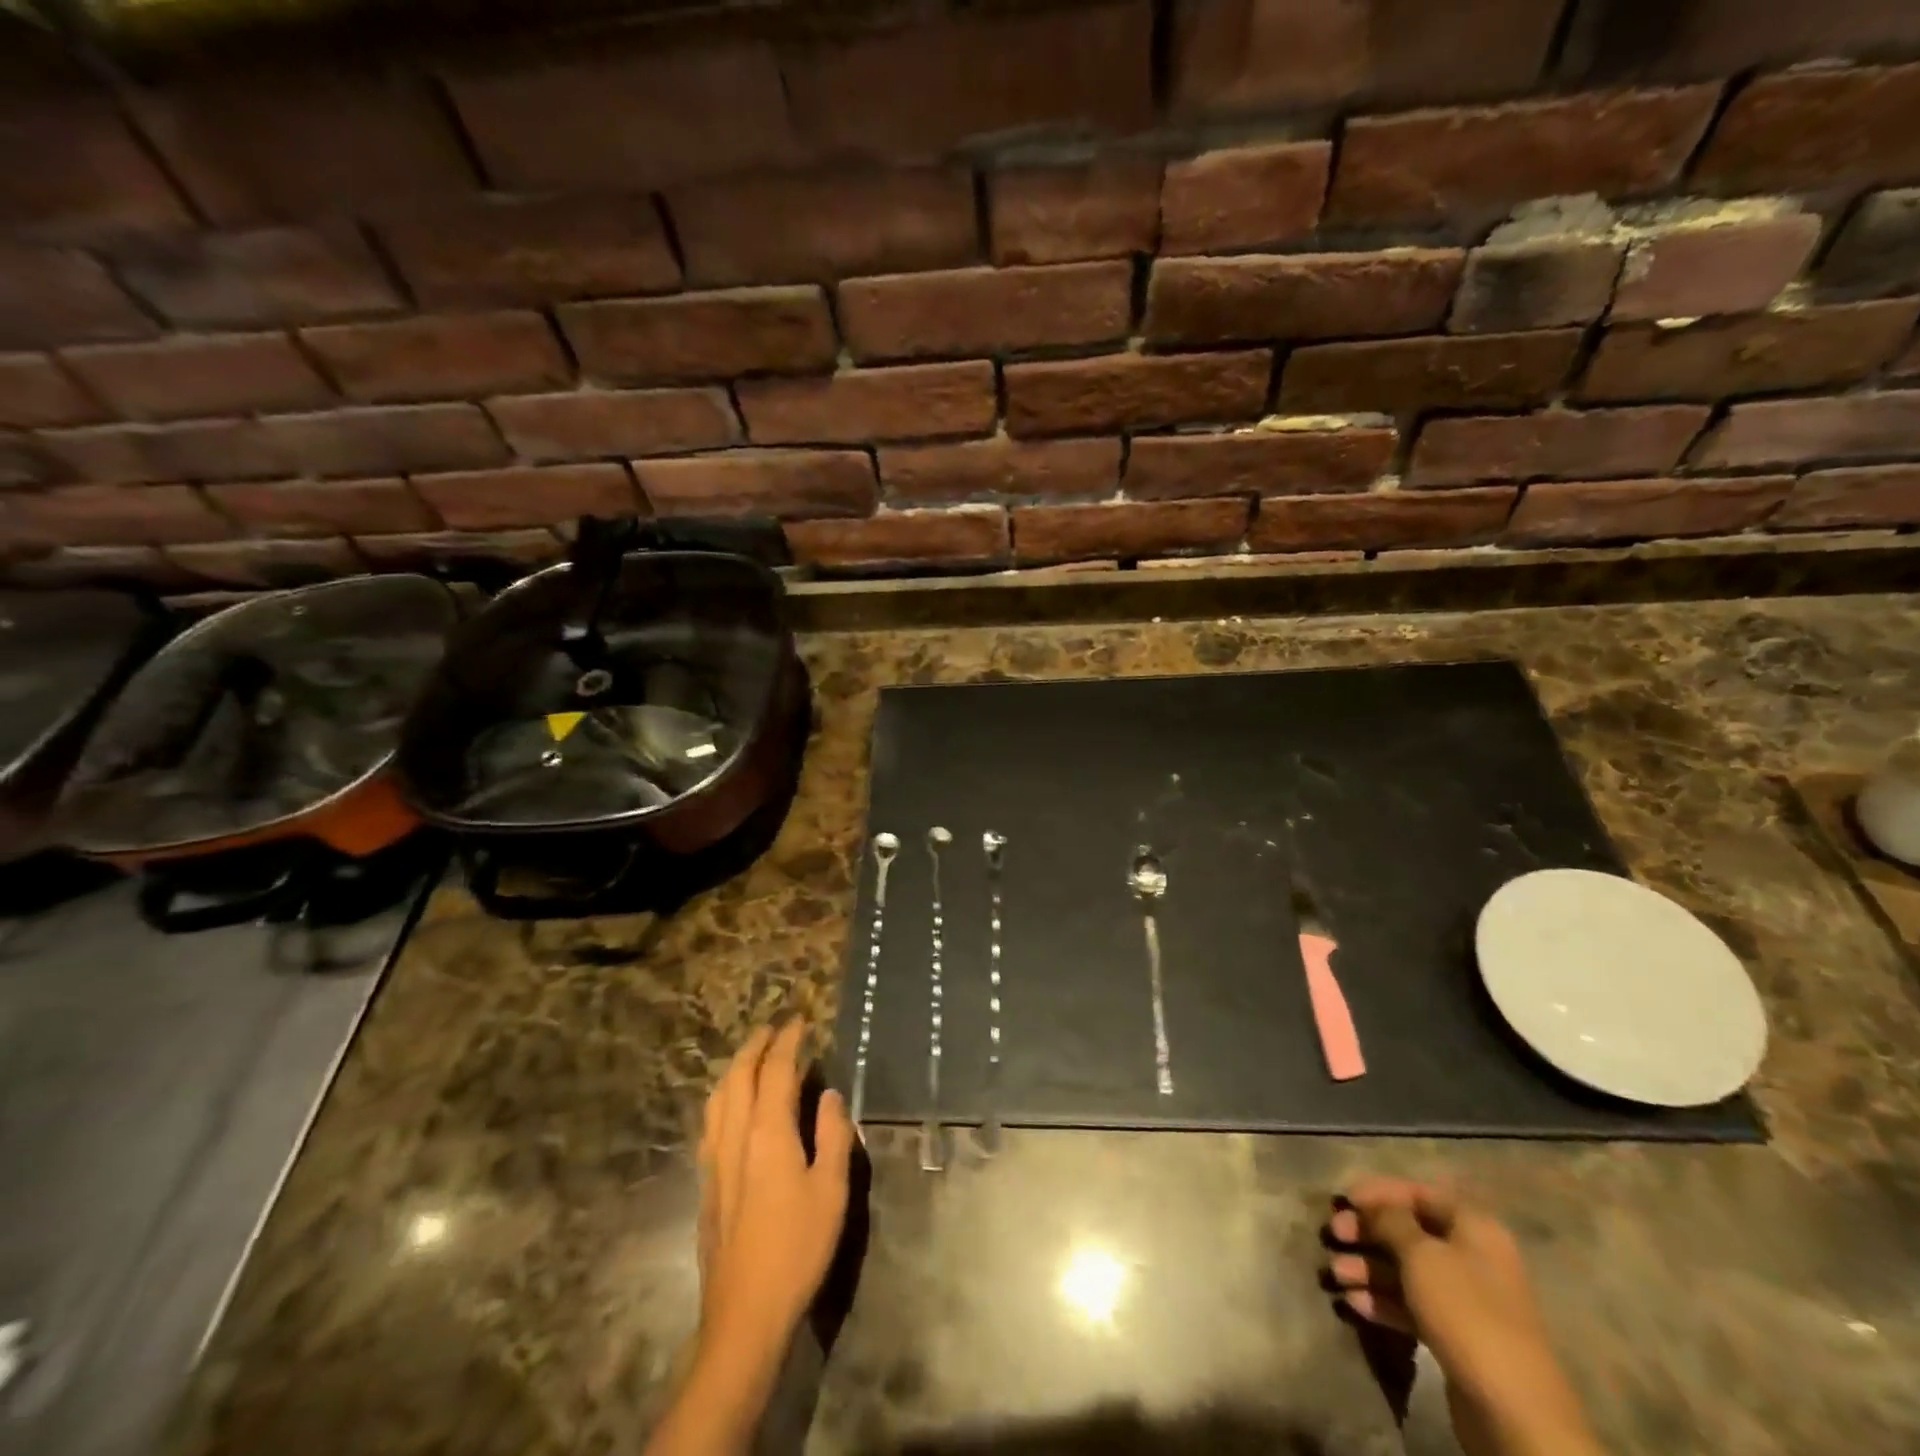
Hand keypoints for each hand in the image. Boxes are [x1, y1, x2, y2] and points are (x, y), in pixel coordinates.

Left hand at [696, 1021, 853, 1360]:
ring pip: (718, 1098)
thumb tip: (830, 1095)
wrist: (744, 1315)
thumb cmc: (797, 1249)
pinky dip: (724, 1098)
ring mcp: (715, 1162)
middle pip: (739, 1077)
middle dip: (755, 1046)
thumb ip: (834, 1136)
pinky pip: (711, 1122)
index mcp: (768, 1133)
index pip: (776, 1071)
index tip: (800, 1021)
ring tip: (752, 1058)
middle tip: (773, 1029)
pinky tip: (732, 1109)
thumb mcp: (832, 1190)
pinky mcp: (706, 1184)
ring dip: (735, 1069)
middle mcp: (735, 1137)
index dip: (788, 1042)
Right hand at [1324, 1178, 1602, 1455]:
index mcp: (1474, 1228)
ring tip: (1334, 1274)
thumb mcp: (1420, 1254)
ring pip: (1406, 1271)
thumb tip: (1372, 1206)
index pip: (1419, 1194)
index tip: (1344, 1198)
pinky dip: (1382, 1300)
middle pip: (1409, 1232)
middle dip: (1368, 1232)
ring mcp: (1465, 1300)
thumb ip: (1390, 1220)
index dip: (1379, 1191)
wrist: (1514, 1409)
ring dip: (1368, 1268)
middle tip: (1333, 1234)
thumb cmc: (1465, 1311)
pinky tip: (1353, 1302)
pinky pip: (1412, 1306)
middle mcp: (1472, 1258)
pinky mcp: (1455, 1336)